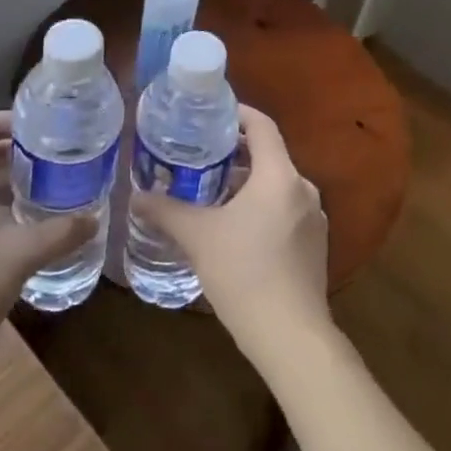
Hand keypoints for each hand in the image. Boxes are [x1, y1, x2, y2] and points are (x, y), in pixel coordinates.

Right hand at [130, 106, 332, 374]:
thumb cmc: (244, 273)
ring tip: (212, 192)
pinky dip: (262, 207)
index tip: (213, 113)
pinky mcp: (316, 245)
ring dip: (248, 183)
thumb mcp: (197, 237)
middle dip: (236, 153)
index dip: (238, 114)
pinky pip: (286, 210)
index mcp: (279, 175)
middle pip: (269, 156)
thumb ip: (166, 211)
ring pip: (277, 185)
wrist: (291, 337)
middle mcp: (303, 189)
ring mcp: (314, 219)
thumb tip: (135, 196)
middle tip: (201, 155)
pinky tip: (236, 228)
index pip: (262, 126)